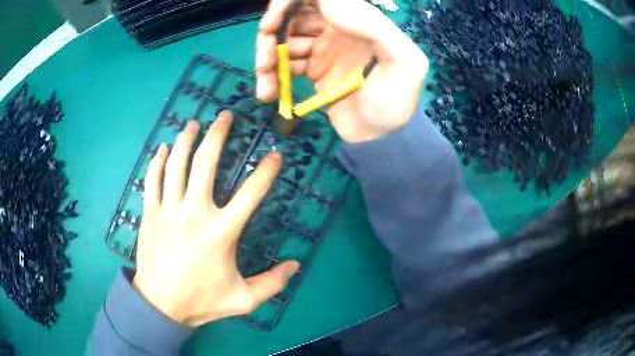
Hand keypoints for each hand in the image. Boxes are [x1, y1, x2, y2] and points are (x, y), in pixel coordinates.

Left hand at [132, 111, 299, 326]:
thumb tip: (296, 265)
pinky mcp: (150, 214)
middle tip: (225, 116)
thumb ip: (272, 283)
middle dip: (217, 135)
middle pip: (205, 164)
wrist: (161, 305)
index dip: (266, 172)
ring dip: (185, 140)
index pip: (250, 194)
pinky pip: (152, 180)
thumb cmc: (202, 301)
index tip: (275, 155)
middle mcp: (194, 213)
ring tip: (194, 124)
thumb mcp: (243, 299)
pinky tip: (162, 148)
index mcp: (221, 232)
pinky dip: (156, 161)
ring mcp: (168, 211)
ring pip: (176, 165)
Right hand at [255, 0, 428, 142]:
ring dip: (267, 59)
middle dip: (271, 34)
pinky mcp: (312, 68)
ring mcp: (322, 47)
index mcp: (358, 19)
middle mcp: (336, 28)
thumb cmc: (396, 101)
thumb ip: (373, 27)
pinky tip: (269, 93)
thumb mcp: (402, 62)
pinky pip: (285, 63)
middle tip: (264, 61)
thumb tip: (327, 1)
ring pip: (283, 40)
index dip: (288, 3)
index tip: (271, 24)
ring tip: (266, 87)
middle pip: (293, 16)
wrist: (381, 138)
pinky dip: (272, 75)